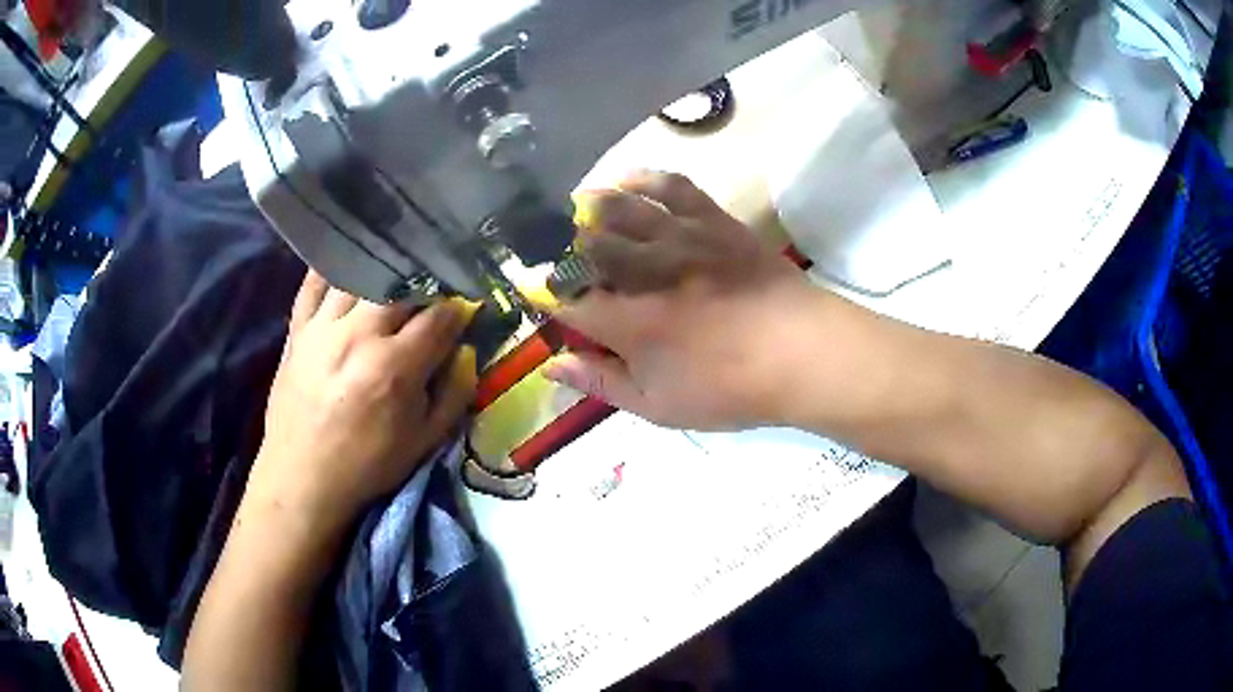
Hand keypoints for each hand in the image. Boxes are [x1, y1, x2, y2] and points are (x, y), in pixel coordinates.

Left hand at [248, 272, 476, 529]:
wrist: (303, 478)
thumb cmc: (368, 464)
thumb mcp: (425, 441)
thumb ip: (454, 393)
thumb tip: (467, 352)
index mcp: (394, 367)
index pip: (439, 316)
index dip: (459, 309)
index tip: (465, 311)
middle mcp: (358, 335)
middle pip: (400, 285)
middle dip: (424, 285)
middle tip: (432, 295)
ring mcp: (322, 328)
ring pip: (359, 276)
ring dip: (383, 272)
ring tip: (394, 277)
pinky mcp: (297, 330)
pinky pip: (312, 284)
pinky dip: (331, 269)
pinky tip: (347, 265)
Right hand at [544, 171, 818, 429]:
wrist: (802, 353)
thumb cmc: (731, 389)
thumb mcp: (658, 406)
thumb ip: (601, 383)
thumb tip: (551, 365)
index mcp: (629, 322)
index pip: (567, 300)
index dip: (544, 295)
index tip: (535, 291)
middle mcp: (646, 271)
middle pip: (588, 246)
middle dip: (564, 247)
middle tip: (558, 251)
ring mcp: (681, 239)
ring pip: (622, 208)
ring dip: (591, 207)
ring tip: (578, 209)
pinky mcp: (713, 220)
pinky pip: (672, 186)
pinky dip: (643, 178)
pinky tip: (626, 179)